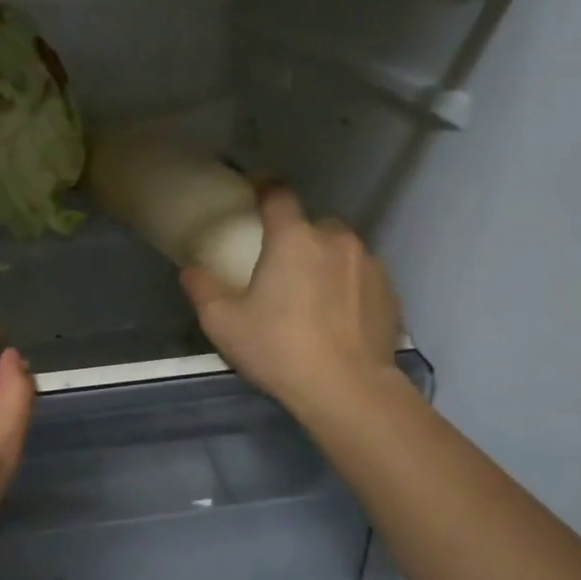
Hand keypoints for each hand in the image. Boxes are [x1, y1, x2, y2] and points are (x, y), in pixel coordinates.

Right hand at [181, 187, 402, 414]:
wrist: (348, 390)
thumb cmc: (279, 350)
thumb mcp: (224, 324)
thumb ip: (202, 289)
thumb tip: (190, 269)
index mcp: (293, 238)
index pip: (278, 195)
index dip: (264, 189)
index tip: (255, 193)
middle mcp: (335, 240)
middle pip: (313, 225)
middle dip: (298, 239)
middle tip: (283, 270)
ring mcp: (370, 264)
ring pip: (342, 251)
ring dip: (326, 264)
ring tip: (314, 299)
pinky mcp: (391, 293)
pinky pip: (363, 278)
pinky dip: (350, 289)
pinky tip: (339, 319)